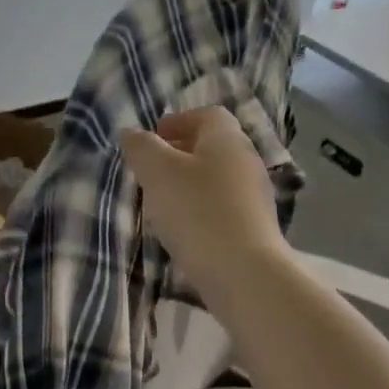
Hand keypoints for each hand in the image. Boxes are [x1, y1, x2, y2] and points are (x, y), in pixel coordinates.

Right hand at [120, 107, 288, 298]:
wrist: (244, 273)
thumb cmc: (197, 212)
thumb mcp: (157, 172)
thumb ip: (142, 148)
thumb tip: (132, 134)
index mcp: (227, 139)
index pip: (207, 115)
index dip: (178, 122)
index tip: (153, 139)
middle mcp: (247, 160)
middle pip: (213, 146)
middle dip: (181, 153)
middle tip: (151, 170)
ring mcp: (256, 196)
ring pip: (218, 177)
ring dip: (191, 183)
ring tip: (163, 202)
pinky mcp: (256, 227)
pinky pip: (224, 206)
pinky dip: (203, 208)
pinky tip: (185, 229)